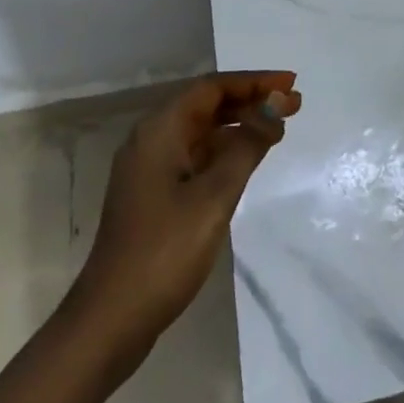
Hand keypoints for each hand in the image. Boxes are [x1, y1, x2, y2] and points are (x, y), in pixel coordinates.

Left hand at [68, 72, 301, 374]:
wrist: (110, 321)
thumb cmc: (165, 251)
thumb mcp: (215, 195)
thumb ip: (248, 145)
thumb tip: (276, 105)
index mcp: (159, 130)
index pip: (212, 88)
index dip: (254, 81)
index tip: (291, 83)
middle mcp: (151, 140)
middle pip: (206, 105)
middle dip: (250, 100)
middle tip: (293, 104)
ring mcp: (150, 169)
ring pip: (202, 131)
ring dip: (240, 125)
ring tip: (279, 128)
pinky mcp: (154, 195)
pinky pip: (196, 155)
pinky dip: (225, 150)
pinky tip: (249, 159)